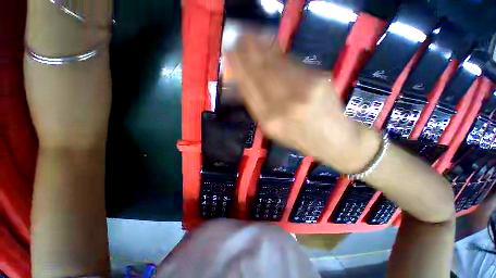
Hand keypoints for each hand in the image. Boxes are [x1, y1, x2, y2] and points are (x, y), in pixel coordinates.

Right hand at [227, 36, 380, 172]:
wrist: (333, 140)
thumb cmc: (300, 138)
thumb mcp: (274, 131)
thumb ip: (259, 109)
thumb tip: (245, 85)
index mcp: (269, 121)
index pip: (248, 89)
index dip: (239, 69)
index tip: (230, 54)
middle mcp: (283, 106)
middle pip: (260, 73)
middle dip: (247, 53)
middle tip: (238, 38)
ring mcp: (303, 91)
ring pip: (275, 65)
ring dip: (261, 48)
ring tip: (250, 36)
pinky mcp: (319, 79)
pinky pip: (292, 63)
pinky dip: (278, 53)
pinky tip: (270, 45)